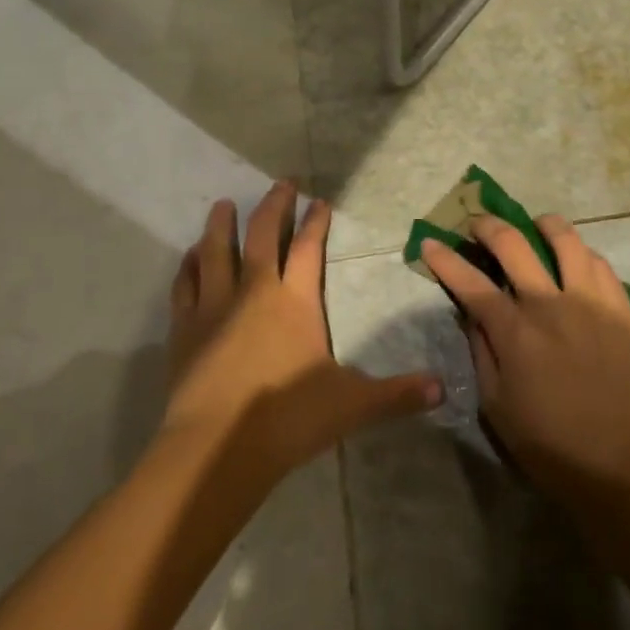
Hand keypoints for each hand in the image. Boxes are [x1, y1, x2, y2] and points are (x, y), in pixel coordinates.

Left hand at [164, 182, 440, 484]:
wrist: (218, 446)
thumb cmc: (289, 418)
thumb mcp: (353, 405)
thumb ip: (398, 395)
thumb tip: (444, 389)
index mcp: (295, 301)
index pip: (308, 249)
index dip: (316, 222)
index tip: (319, 201)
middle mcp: (254, 291)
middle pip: (262, 235)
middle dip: (273, 205)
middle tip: (281, 183)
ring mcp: (215, 306)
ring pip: (216, 251)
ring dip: (221, 225)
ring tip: (222, 204)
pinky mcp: (185, 327)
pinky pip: (186, 284)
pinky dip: (189, 265)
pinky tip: (190, 255)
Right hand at [421, 214, 629, 497]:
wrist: (615, 463)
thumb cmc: (545, 442)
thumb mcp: (494, 404)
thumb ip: (482, 351)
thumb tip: (473, 314)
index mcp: (514, 331)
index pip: (470, 282)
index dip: (444, 259)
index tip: (429, 243)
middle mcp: (549, 305)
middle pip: (514, 244)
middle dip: (487, 226)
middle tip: (477, 225)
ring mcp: (590, 303)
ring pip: (567, 240)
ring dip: (544, 225)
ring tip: (536, 225)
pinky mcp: (621, 312)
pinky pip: (601, 266)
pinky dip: (583, 254)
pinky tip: (577, 260)